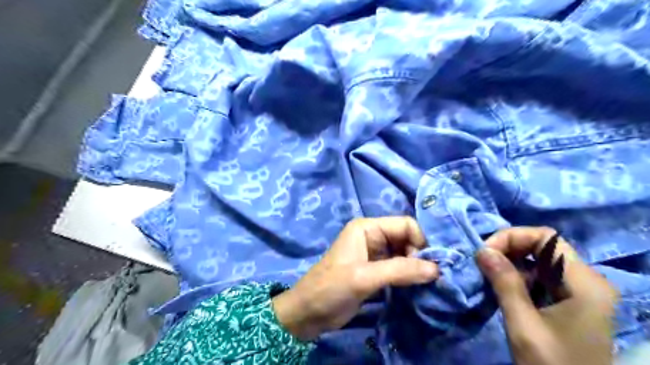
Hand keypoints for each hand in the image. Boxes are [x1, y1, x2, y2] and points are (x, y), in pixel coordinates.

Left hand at [272, 217, 438, 339]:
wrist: (308, 312)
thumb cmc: (331, 288)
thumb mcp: (364, 277)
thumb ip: (400, 271)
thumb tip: (436, 269)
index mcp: (367, 228)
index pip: (405, 224)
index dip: (420, 241)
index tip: (430, 266)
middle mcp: (372, 236)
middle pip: (407, 238)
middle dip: (419, 255)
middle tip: (429, 278)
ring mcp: (374, 253)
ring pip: (404, 253)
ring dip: (416, 267)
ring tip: (425, 284)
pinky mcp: (375, 270)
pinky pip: (399, 267)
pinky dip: (408, 276)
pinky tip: (416, 287)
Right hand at [475, 226, 618, 362]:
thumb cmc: (552, 364)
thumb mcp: (523, 324)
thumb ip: (504, 283)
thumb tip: (483, 250)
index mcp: (584, 283)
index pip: (546, 237)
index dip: (512, 237)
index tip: (486, 253)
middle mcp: (586, 280)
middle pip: (542, 246)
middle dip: (508, 249)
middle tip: (483, 263)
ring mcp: (579, 291)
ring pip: (538, 260)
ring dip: (510, 263)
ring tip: (488, 275)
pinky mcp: (570, 301)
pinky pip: (540, 277)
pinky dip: (517, 276)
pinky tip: (502, 288)